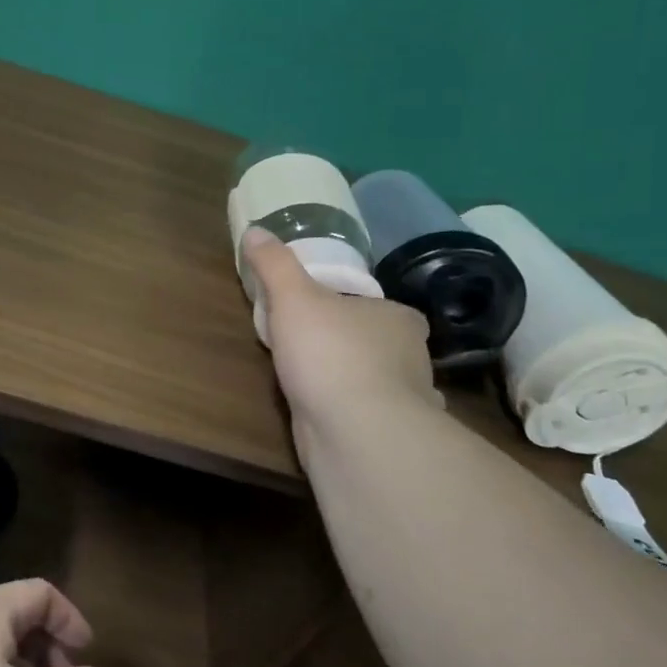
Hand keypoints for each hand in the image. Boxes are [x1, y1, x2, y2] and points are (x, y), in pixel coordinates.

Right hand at [241, 227, 440, 433]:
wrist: (355, 432)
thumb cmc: (330, 354)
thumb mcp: (294, 298)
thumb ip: (275, 265)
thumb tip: (255, 230)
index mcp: (397, 319)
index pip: (379, 307)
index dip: (352, 307)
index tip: (323, 313)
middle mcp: (411, 357)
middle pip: (378, 344)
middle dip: (352, 346)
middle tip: (310, 346)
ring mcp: (407, 401)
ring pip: (378, 383)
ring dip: (355, 383)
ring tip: (315, 383)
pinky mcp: (391, 437)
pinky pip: (368, 417)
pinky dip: (354, 417)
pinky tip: (331, 418)